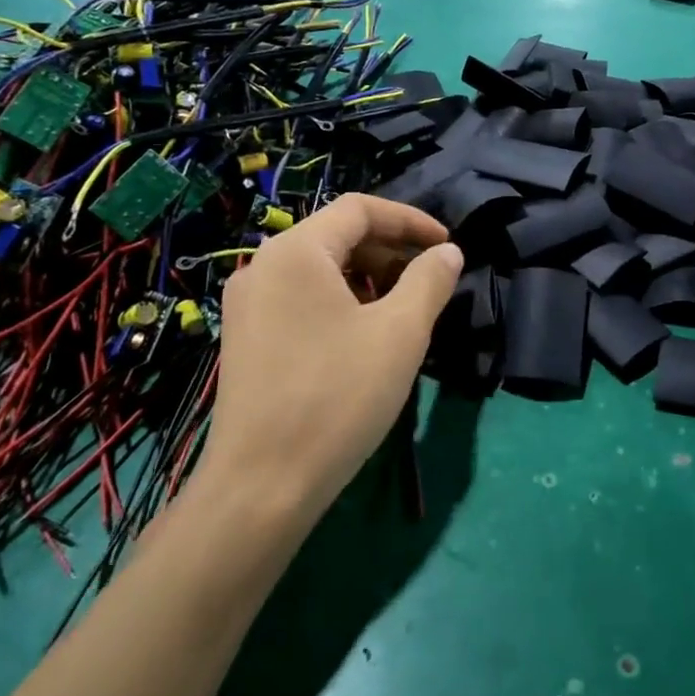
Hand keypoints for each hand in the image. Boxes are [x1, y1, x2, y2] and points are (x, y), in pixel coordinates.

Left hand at [194, 195, 461, 525]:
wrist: (262, 486)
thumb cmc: (337, 397)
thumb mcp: (400, 333)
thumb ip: (430, 280)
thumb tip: (447, 252)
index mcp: (295, 252)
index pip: (359, 209)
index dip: (410, 220)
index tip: (447, 245)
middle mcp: (263, 267)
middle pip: (337, 236)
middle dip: (390, 252)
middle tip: (429, 283)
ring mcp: (248, 304)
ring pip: (320, 270)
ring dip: (368, 278)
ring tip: (403, 311)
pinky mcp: (246, 338)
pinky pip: (302, 299)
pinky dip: (341, 302)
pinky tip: (365, 337)